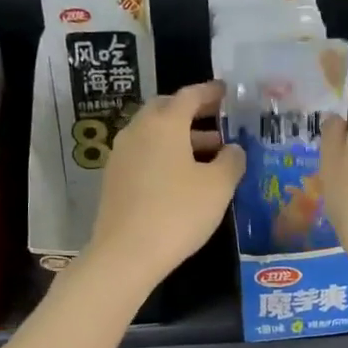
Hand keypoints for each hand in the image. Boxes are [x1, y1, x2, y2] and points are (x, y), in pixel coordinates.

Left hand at [84, 81, 244, 293]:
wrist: (126, 254)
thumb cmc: (178, 213)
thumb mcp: (218, 187)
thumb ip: (231, 161)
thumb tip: (233, 149)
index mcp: (164, 123)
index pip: (189, 96)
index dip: (211, 93)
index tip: (227, 93)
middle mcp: (138, 131)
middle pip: (166, 110)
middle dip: (192, 113)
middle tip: (218, 121)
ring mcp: (121, 155)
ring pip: (154, 134)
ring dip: (181, 137)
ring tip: (209, 154)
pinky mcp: (114, 179)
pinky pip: (144, 155)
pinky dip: (165, 155)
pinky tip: (183, 177)